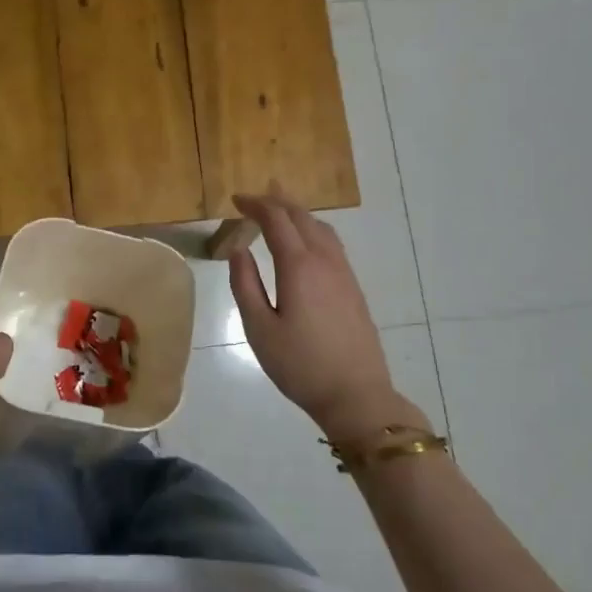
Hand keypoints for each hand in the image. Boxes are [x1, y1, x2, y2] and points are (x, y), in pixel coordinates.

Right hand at [227, 190, 403, 439]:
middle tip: (256, 196)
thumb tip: (239, 250)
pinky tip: (306, 241)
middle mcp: (324, 261)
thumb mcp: (259, 329)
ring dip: (298, 213)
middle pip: (302, 217)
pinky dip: (313, 229)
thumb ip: (245, 285)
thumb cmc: (300, 365)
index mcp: (299, 267)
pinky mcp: (353, 288)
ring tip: (281, 208)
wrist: (356, 395)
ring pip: (321, 228)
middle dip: (278, 201)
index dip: (255, 205)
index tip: (236, 200)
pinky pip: (332, 243)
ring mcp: (344, 273)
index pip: (276, 220)